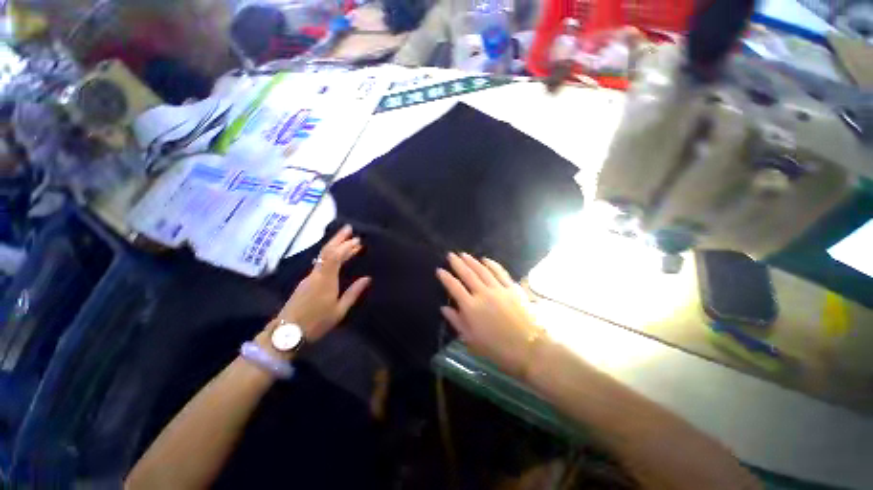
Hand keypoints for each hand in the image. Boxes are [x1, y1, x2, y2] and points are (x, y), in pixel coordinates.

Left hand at [271, 225, 370, 342]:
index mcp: (326, 280)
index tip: (358, 240)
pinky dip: (330, 255)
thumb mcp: (339, 310)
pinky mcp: (306, 282)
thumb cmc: (316, 322)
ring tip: (346, 239)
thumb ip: (353, 293)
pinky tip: (335, 255)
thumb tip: (367, 278)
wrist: (287, 333)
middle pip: (327, 251)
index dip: (346, 246)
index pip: (335, 256)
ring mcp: (309, 277)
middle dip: (338, 238)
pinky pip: (320, 262)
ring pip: (322, 255)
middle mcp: (316, 274)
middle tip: (349, 228)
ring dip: (334, 245)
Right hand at [436, 253, 542, 377]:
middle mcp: (483, 294)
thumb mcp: (471, 340)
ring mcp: (498, 289)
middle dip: (457, 263)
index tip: (440, 270)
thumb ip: (457, 322)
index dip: (446, 278)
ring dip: (472, 261)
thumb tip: (443, 308)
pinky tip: (486, 259)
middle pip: (468, 275)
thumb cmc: (497, 348)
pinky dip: (492, 264)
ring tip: (464, 254)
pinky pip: (500, 272)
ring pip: (482, 271)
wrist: (529, 348)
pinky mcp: (512, 288)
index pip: (454, 287)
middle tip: (450, 255)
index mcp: (471, 308)